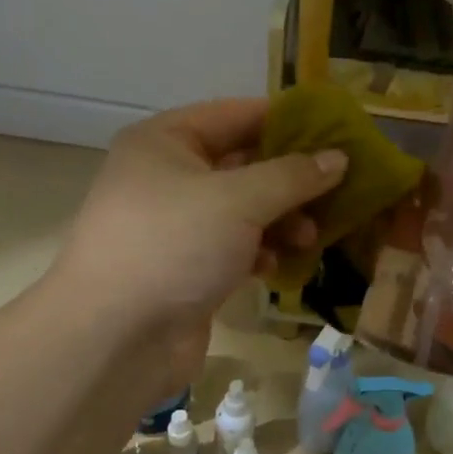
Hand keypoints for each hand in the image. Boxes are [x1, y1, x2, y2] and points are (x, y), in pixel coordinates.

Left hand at [50, 99, 345, 392]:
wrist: (114, 339)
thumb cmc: (174, 245)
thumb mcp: (239, 200)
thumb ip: (293, 175)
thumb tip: (338, 158)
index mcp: (166, 142)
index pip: (237, 114)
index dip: (287, 120)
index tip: (337, 131)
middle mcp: (168, 177)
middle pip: (244, 164)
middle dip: (291, 179)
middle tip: (339, 188)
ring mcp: (176, 226)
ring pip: (244, 210)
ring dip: (281, 220)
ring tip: (312, 236)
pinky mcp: (186, 268)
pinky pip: (235, 247)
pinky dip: (260, 252)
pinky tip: (279, 266)